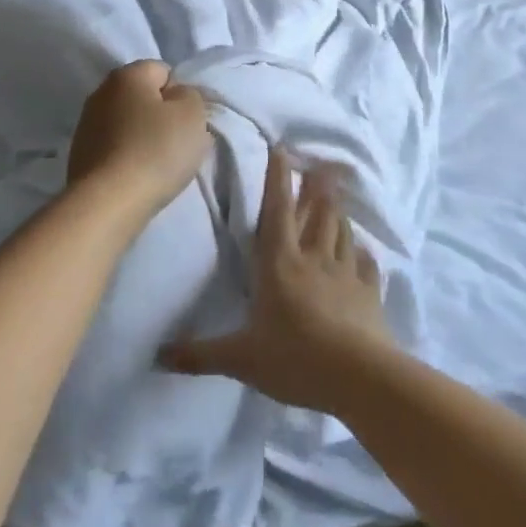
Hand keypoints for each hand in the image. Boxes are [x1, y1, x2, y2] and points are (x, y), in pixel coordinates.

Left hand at [67, 61, 211, 217]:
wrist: (108, 202)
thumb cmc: (156, 150)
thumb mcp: (192, 115)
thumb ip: (190, 96)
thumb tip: (176, 97)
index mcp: (127, 75)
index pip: (163, 70)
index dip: (181, 94)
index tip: (188, 121)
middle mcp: (100, 92)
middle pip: (143, 97)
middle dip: (162, 116)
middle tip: (179, 142)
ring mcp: (86, 125)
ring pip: (128, 123)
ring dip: (143, 137)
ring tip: (158, 164)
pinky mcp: (79, 155)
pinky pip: (114, 147)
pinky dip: (127, 157)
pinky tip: (137, 176)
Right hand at [159, 146, 396, 413]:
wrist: (359, 377)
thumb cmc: (295, 359)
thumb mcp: (240, 359)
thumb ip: (200, 354)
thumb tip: (156, 355)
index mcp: (279, 265)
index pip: (276, 212)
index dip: (277, 180)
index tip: (281, 149)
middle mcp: (314, 259)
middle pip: (316, 214)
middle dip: (316, 188)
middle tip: (321, 165)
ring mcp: (345, 274)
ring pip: (341, 232)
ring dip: (338, 211)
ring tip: (337, 195)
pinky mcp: (369, 293)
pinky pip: (365, 264)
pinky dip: (362, 252)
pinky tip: (362, 249)